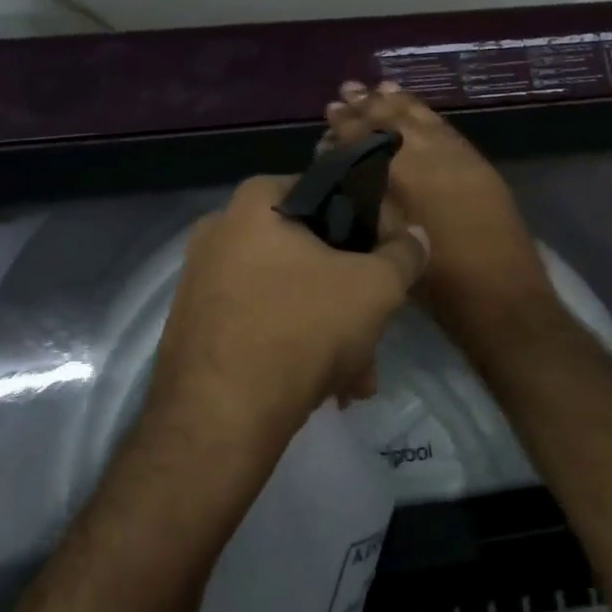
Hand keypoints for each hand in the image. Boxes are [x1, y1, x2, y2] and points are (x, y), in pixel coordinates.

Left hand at [146, 175, 429, 455]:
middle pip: (308, 254)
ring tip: (358, 378)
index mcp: (255, 204)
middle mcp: (219, 233)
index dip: (367, 223)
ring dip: (330, 333)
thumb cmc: (302, 329)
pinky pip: (259, 324)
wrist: (219, 419)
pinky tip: (325, 389)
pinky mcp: (195, 329)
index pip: (325, 191)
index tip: (389, 261)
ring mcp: (201, 283)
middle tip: (377, 332)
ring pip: (287, 296)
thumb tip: (416, 235)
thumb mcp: (375, 287)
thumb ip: (403, 254)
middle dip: (351, 299)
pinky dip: (294, 349)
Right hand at [321, 82, 554, 343]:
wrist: (501, 296)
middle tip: (348, 88)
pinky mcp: (478, 165)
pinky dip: (428, 114)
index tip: (331, 110)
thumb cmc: (436, 282)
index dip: (347, 125)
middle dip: (369, 105)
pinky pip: (447, 128)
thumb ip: (368, 200)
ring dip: (399, 102)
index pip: (368, 139)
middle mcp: (431, 158)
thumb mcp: (391, 241)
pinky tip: (418, 109)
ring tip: (380, 86)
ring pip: (423, 120)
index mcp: (404, 178)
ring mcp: (459, 158)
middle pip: (394, 122)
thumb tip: (349, 172)